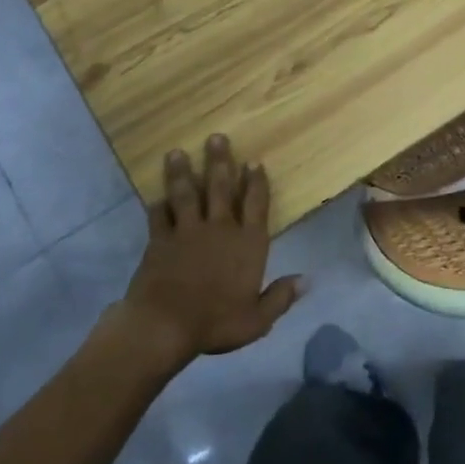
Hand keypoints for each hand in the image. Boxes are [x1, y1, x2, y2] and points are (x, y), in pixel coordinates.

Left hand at [116, 135, 302, 363]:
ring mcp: (187, 231)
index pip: (256, 204)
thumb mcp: (257, 320)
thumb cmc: (215, 323)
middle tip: (215, 137)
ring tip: (176, 153)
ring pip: (186, 194)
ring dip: (183, 172)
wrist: (164, 326)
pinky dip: (158, 206)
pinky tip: (156, 197)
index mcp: (247, 243)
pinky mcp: (159, 240)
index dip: (256, 181)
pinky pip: (159, 216)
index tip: (254, 161)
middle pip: (220, 188)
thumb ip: (281, 297)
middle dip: (219, 161)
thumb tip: (308, 280)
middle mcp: (219, 228)